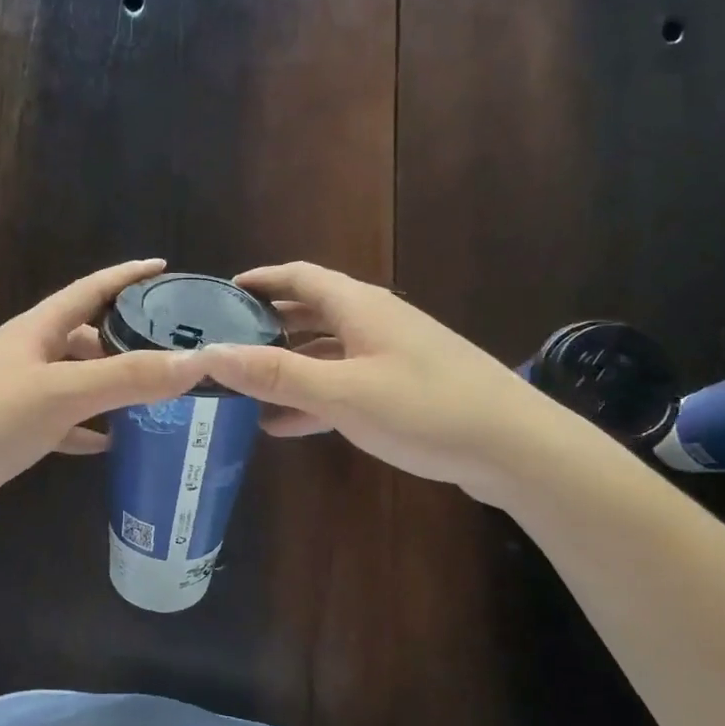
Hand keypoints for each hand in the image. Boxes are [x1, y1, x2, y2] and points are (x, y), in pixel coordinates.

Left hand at [0, 259, 207, 543]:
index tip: (164, 267)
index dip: (126, 276)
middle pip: (84, 336)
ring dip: (110, 385)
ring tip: (154, 394)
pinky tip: (111, 442)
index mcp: (33, 330)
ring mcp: (16, 396)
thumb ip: (130, 377)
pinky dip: (88, 428)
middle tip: (171, 347)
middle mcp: (24, 355)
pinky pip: (62, 422)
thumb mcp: (63, 393)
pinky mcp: (12, 434)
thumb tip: (199, 361)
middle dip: (126, 338)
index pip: (88, 289)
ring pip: (75, 380)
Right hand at [197, 262, 575, 507]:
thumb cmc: (425, 408)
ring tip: (244, 390)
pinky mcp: (403, 389)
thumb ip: (275, 374)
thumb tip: (208, 354)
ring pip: (325, 352)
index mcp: (359, 307)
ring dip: (287, 367)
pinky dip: (313, 396)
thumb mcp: (342, 391)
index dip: (260, 280)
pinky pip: (344, 383)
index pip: (299, 277)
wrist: (515, 448)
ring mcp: (391, 356)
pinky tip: (286, 424)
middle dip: (267, 326)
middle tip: (225, 345)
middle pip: (310, 313)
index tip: (222, 293)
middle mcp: (374, 322)